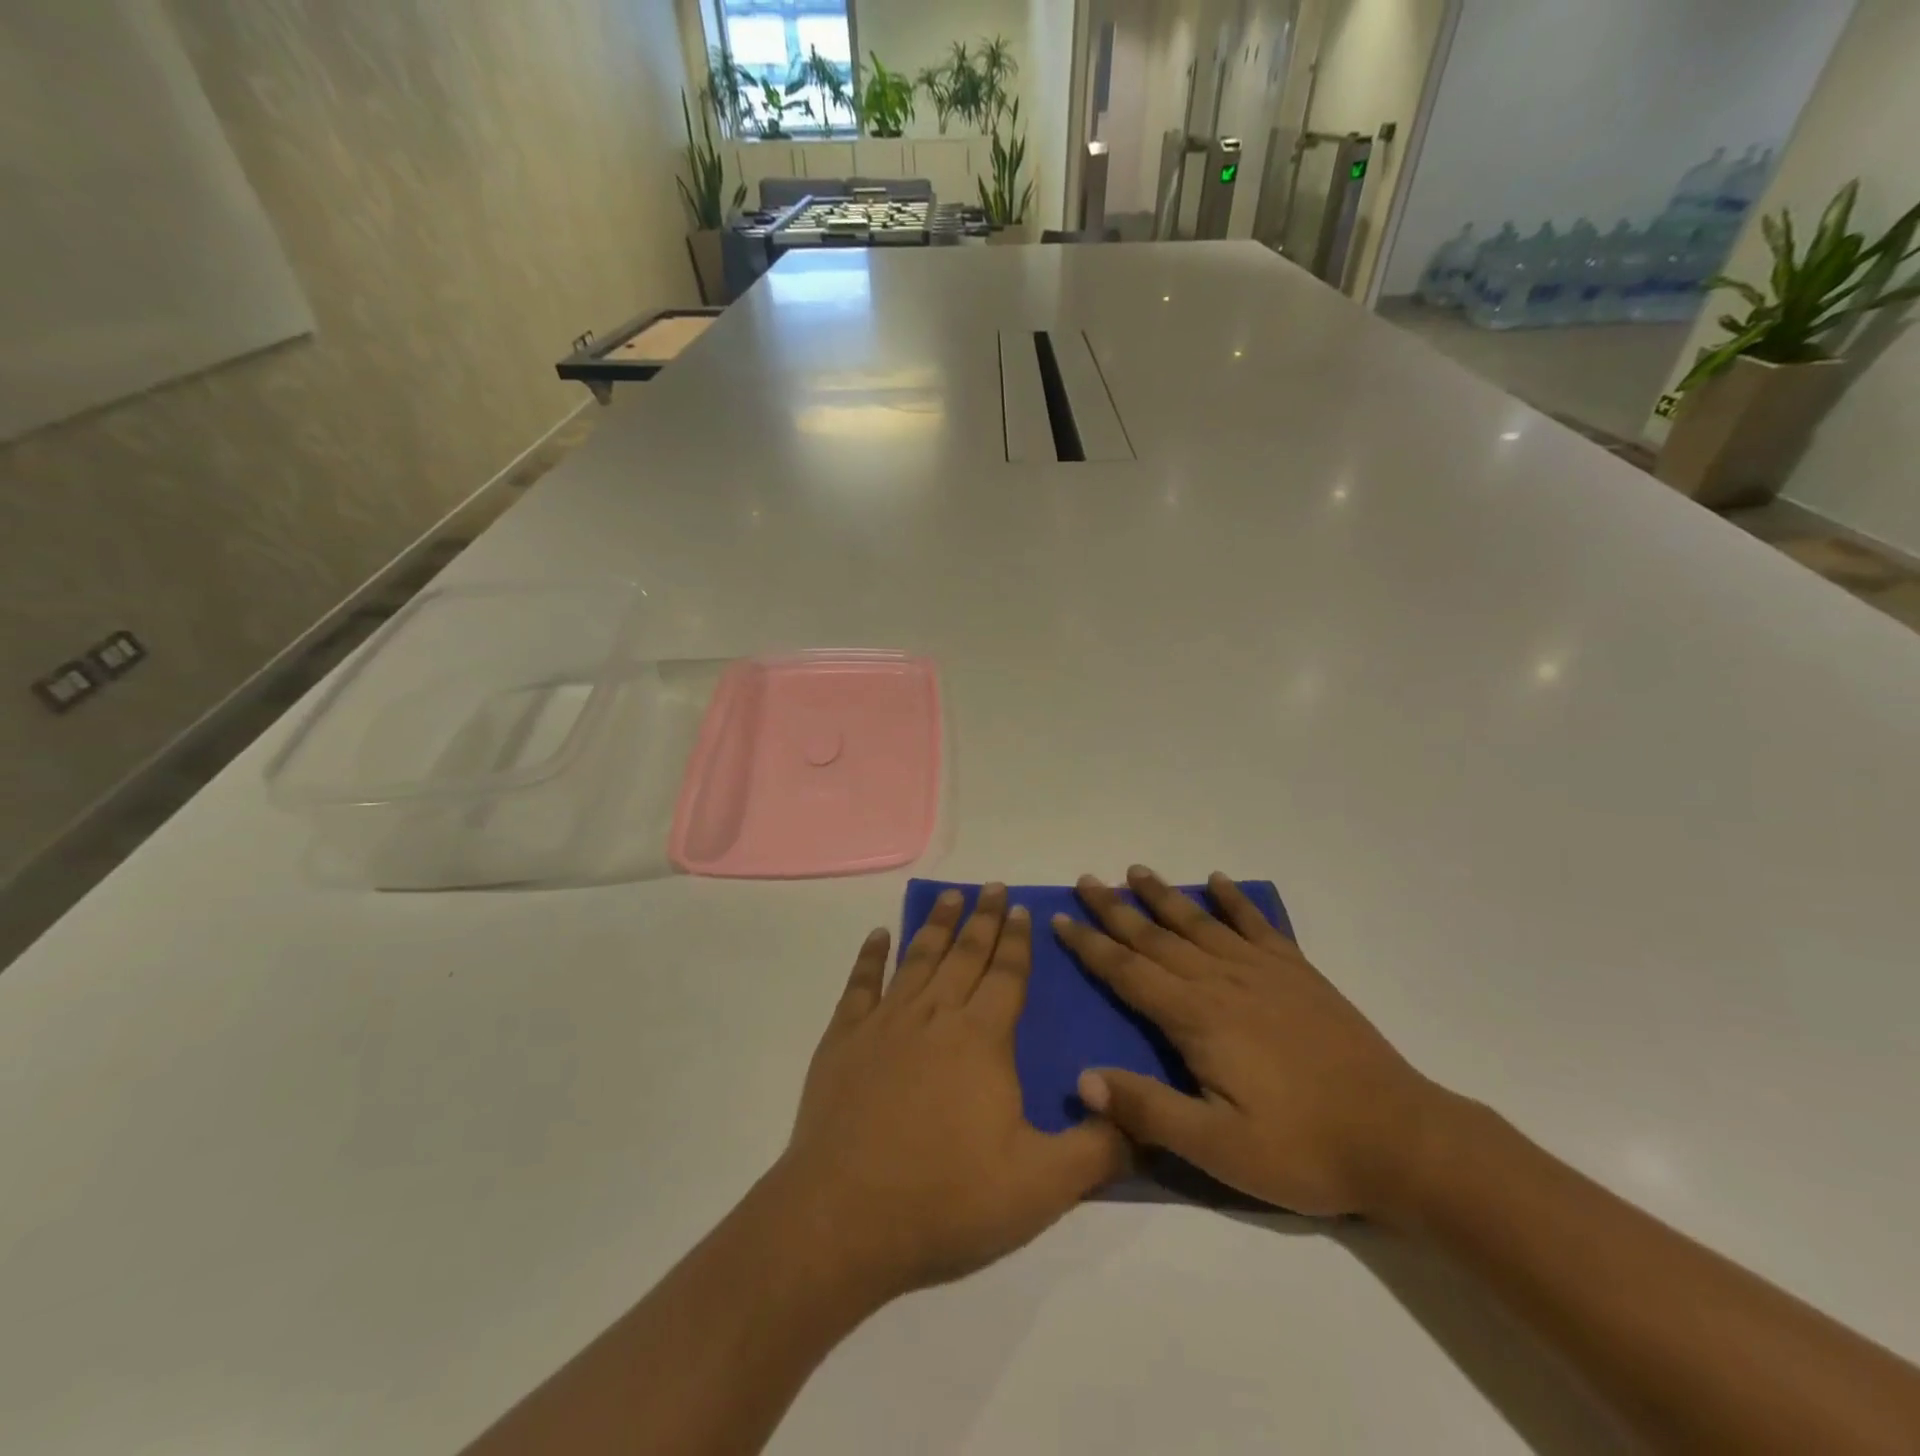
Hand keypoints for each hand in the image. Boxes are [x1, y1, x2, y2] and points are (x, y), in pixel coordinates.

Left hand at [778, 885, 1127, 1303]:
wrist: (845, 1218)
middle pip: (965, 954)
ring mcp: (885, 1023)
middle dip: (982, 918)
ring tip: (949, 896)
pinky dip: (871, 956)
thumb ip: (1097, 1149)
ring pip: (918, 959)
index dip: (1017, 940)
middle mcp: (935, 1016)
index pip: (1007, 975)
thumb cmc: (947, 1198)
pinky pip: (860, 984)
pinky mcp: (843, 1039)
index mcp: (982, 1039)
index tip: (1021, 907)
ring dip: (936, 925)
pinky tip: (879, 935)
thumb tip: (1140, 1118)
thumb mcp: (1041, 1186)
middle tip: (991, 886)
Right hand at [1054, 866, 1449, 1218]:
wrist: (1401, 1139)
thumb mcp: (1219, 1148)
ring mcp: (1263, 972)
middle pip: (1156, 937)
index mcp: (1197, 1018)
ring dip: (1164, 896)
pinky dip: (1235, 900)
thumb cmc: (1303, 1148)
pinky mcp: (1298, 973)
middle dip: (1115, 909)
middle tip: (1086, 880)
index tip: (1060, 917)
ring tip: (1136, 871)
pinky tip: (1219, 881)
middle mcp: (1222, 981)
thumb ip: (1149, 1110)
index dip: (1090, 945)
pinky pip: (1258, 925)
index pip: (1127, 972)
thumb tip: (1083, 1079)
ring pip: (1199, 923)